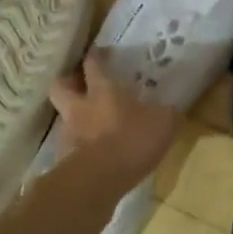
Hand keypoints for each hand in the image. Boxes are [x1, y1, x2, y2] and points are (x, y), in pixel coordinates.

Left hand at [47, 54, 181, 189]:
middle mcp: (80, 107)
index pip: (94, 64)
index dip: (96, 56)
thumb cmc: (131, 140)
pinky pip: (68, 146)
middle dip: (68, 81)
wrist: (98, 180)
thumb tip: (171, 109)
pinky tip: (92, 154)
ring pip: (63, 117)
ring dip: (73, 117)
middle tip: (79, 83)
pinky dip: (77, 147)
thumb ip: (166, 114)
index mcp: (103, 90)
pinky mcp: (63, 160)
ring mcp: (67, 133)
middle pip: (61, 85)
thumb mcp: (163, 124)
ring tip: (90, 125)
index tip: (100, 52)